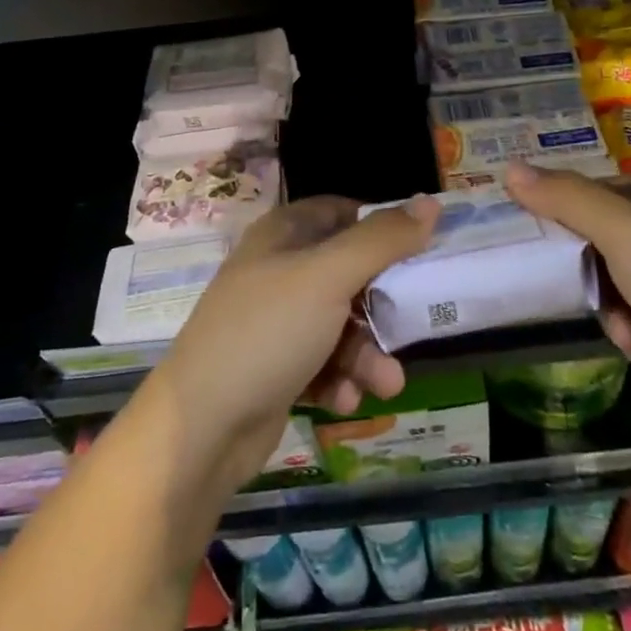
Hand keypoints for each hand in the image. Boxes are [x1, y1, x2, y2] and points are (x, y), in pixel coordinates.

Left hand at [147, 194, 440, 492]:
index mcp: (284, 234)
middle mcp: (279, 269)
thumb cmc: (267, 333)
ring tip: (384, 385)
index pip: (342, 211)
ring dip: (367, 353)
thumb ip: (382, 240)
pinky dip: (339, 378)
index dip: (381, 226)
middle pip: (349, 272)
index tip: (418, 249)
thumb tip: (430, 202)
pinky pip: (323, 361)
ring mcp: (276, 320)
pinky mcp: (277, 365)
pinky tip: (342, 401)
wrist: (200, 429)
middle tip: (411, 323)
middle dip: (381, 305)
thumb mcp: (329, 277)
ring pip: (341, 323)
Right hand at [505, 163, 630, 427]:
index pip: (590, 194)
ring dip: (619, 317)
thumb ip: (565, 199)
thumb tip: (510, 167)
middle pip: (602, 246)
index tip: (546, 249)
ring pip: (619, 290)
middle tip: (597, 298)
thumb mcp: (623, 233)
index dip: (565, 220)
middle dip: (596, 281)